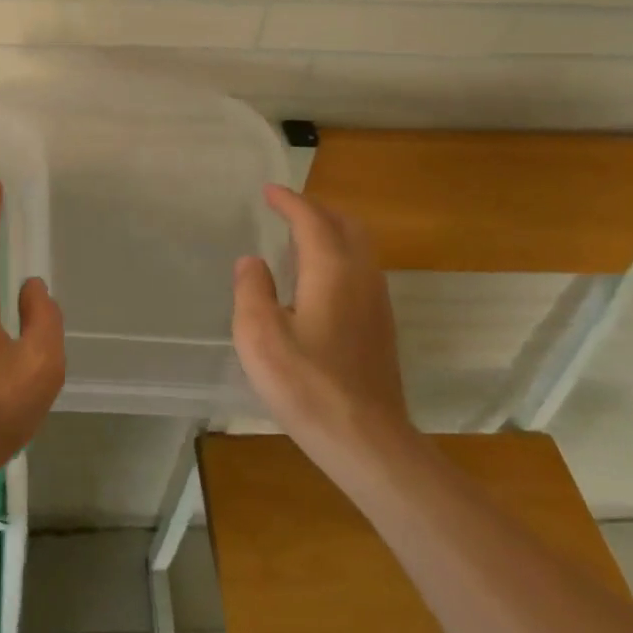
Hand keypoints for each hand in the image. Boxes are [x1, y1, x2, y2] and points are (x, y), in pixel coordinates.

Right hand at [232, 184, 415, 466]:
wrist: (367, 441)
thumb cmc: (307, 385)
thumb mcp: (260, 336)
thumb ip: (251, 290)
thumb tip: (252, 262)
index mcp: (332, 270)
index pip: (311, 220)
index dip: (289, 201)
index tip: (268, 191)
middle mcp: (361, 276)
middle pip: (345, 225)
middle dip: (315, 209)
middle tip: (285, 209)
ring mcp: (377, 302)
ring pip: (358, 247)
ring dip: (330, 231)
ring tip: (299, 237)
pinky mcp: (381, 327)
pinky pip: (361, 269)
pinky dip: (339, 255)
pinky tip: (318, 279)